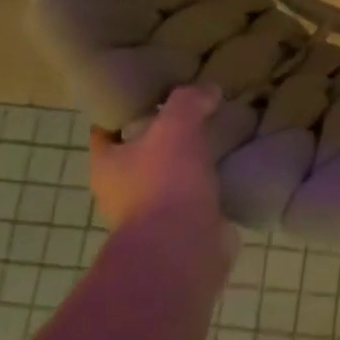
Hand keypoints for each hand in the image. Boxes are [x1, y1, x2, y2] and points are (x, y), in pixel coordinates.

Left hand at [89, 85, 222, 235]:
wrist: (183, 249)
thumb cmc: (165, 183)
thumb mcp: (176, 125)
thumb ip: (189, 101)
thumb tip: (208, 90)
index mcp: (107, 164)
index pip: (106, 128)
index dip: (125, 109)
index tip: (152, 92)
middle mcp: (122, 191)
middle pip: (141, 153)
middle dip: (164, 136)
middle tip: (194, 112)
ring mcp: (152, 214)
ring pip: (170, 177)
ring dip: (190, 163)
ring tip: (219, 138)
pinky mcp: (183, 230)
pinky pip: (197, 199)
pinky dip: (212, 186)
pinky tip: (232, 169)